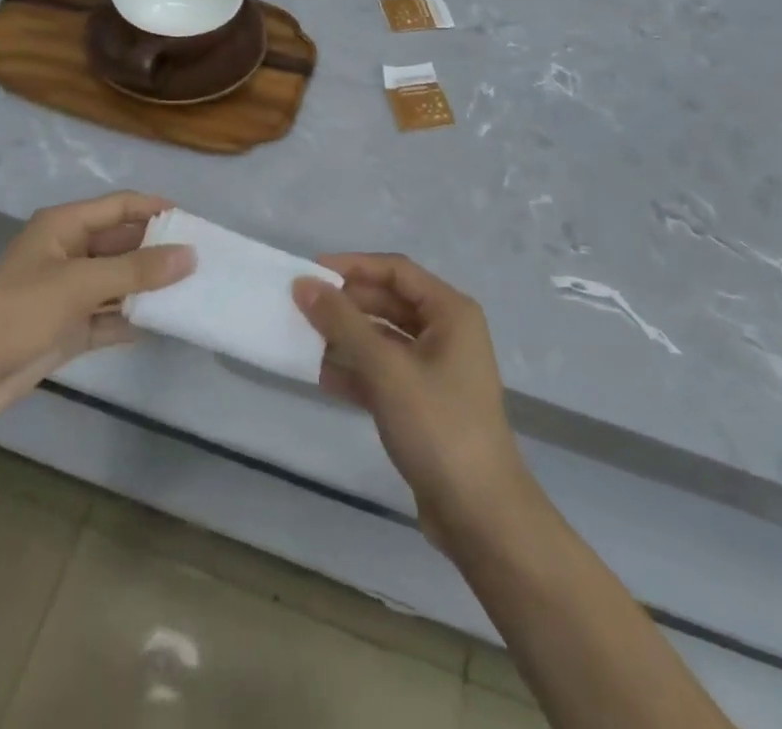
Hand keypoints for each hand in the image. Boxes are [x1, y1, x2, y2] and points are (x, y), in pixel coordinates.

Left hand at [0, 191, 193, 428]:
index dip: (156, 209)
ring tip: (195, 291)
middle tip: (204, 261)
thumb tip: (190, 255)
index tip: (196, 223)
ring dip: (149, 288)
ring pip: (119, 282)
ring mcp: (69, 293)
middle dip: (159, 251)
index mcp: (65, 227)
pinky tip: (165, 325)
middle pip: (123, 244)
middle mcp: (70, 253)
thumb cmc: (16, 312)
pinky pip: (110, 318)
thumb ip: (137, 270)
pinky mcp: (68, 329)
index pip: (121, 206)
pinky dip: (132, 321)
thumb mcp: (79, 283)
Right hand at [293, 255, 530, 549]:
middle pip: (389, 302)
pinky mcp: (424, 403)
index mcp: (450, 312)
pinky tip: (322, 377)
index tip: (311, 273)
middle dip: (346, 305)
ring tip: (304, 340)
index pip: (395, 270)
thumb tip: (303, 284)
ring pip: (383, 339)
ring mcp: (436, 370)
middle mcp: (446, 333)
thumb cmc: (438, 426)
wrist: (480, 516)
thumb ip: (342, 323)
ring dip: (347, 339)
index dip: (353, 266)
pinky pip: (384, 372)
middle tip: (301, 308)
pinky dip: (356, 371)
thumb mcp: (385, 368)